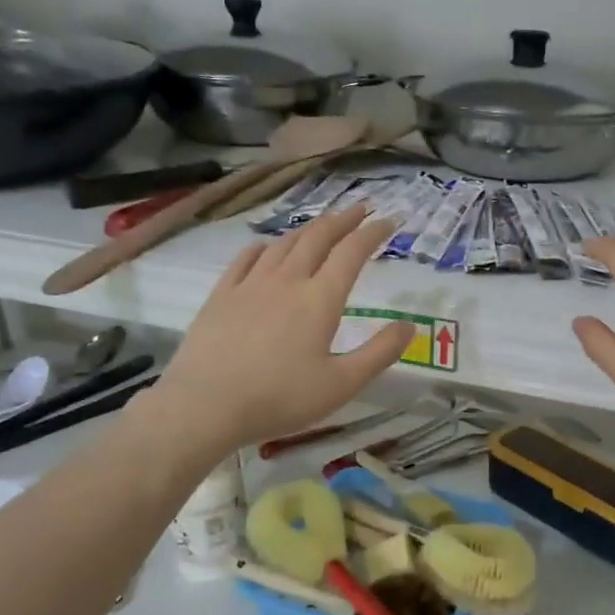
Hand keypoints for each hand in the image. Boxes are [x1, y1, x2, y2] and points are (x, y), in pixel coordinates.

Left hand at [145, 204, 413, 456]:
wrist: (205, 405)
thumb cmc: (280, 398)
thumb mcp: (342, 384)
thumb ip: (379, 353)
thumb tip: (410, 326)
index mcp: (320, 299)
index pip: (352, 253)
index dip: (373, 233)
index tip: (389, 220)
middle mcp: (288, 281)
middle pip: (318, 238)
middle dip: (343, 220)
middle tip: (360, 209)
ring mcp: (250, 284)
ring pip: (284, 243)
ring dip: (307, 229)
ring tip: (321, 226)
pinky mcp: (222, 295)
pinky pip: (246, 258)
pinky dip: (264, 246)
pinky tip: (266, 246)